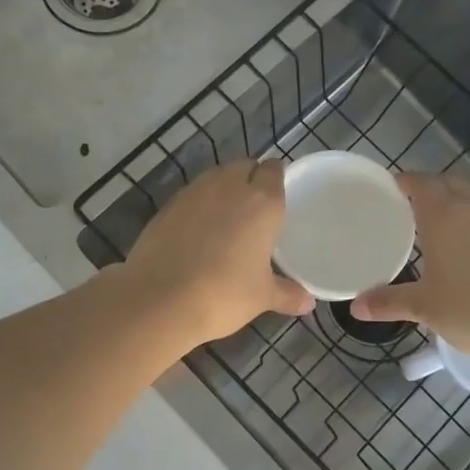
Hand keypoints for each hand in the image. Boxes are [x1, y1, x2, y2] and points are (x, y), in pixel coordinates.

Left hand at [121, 161, 313, 347]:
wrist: (161, 298)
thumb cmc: (224, 294)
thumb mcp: (262, 297)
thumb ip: (288, 294)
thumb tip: (308, 304)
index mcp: (262, 202)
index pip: (274, 170)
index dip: (277, 178)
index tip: (280, 195)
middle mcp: (229, 187)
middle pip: (245, 166)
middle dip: (251, 178)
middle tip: (255, 208)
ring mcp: (195, 192)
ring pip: (216, 176)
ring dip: (224, 187)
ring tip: (227, 216)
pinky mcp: (168, 205)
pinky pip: (192, 194)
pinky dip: (199, 204)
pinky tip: (198, 229)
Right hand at [352, 172, 469, 363]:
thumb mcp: (423, 307)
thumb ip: (388, 302)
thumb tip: (356, 308)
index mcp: (443, 216)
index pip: (421, 183)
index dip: (406, 182)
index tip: (395, 188)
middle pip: (450, 183)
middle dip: (432, 189)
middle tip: (415, 207)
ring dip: (460, 203)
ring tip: (448, 226)